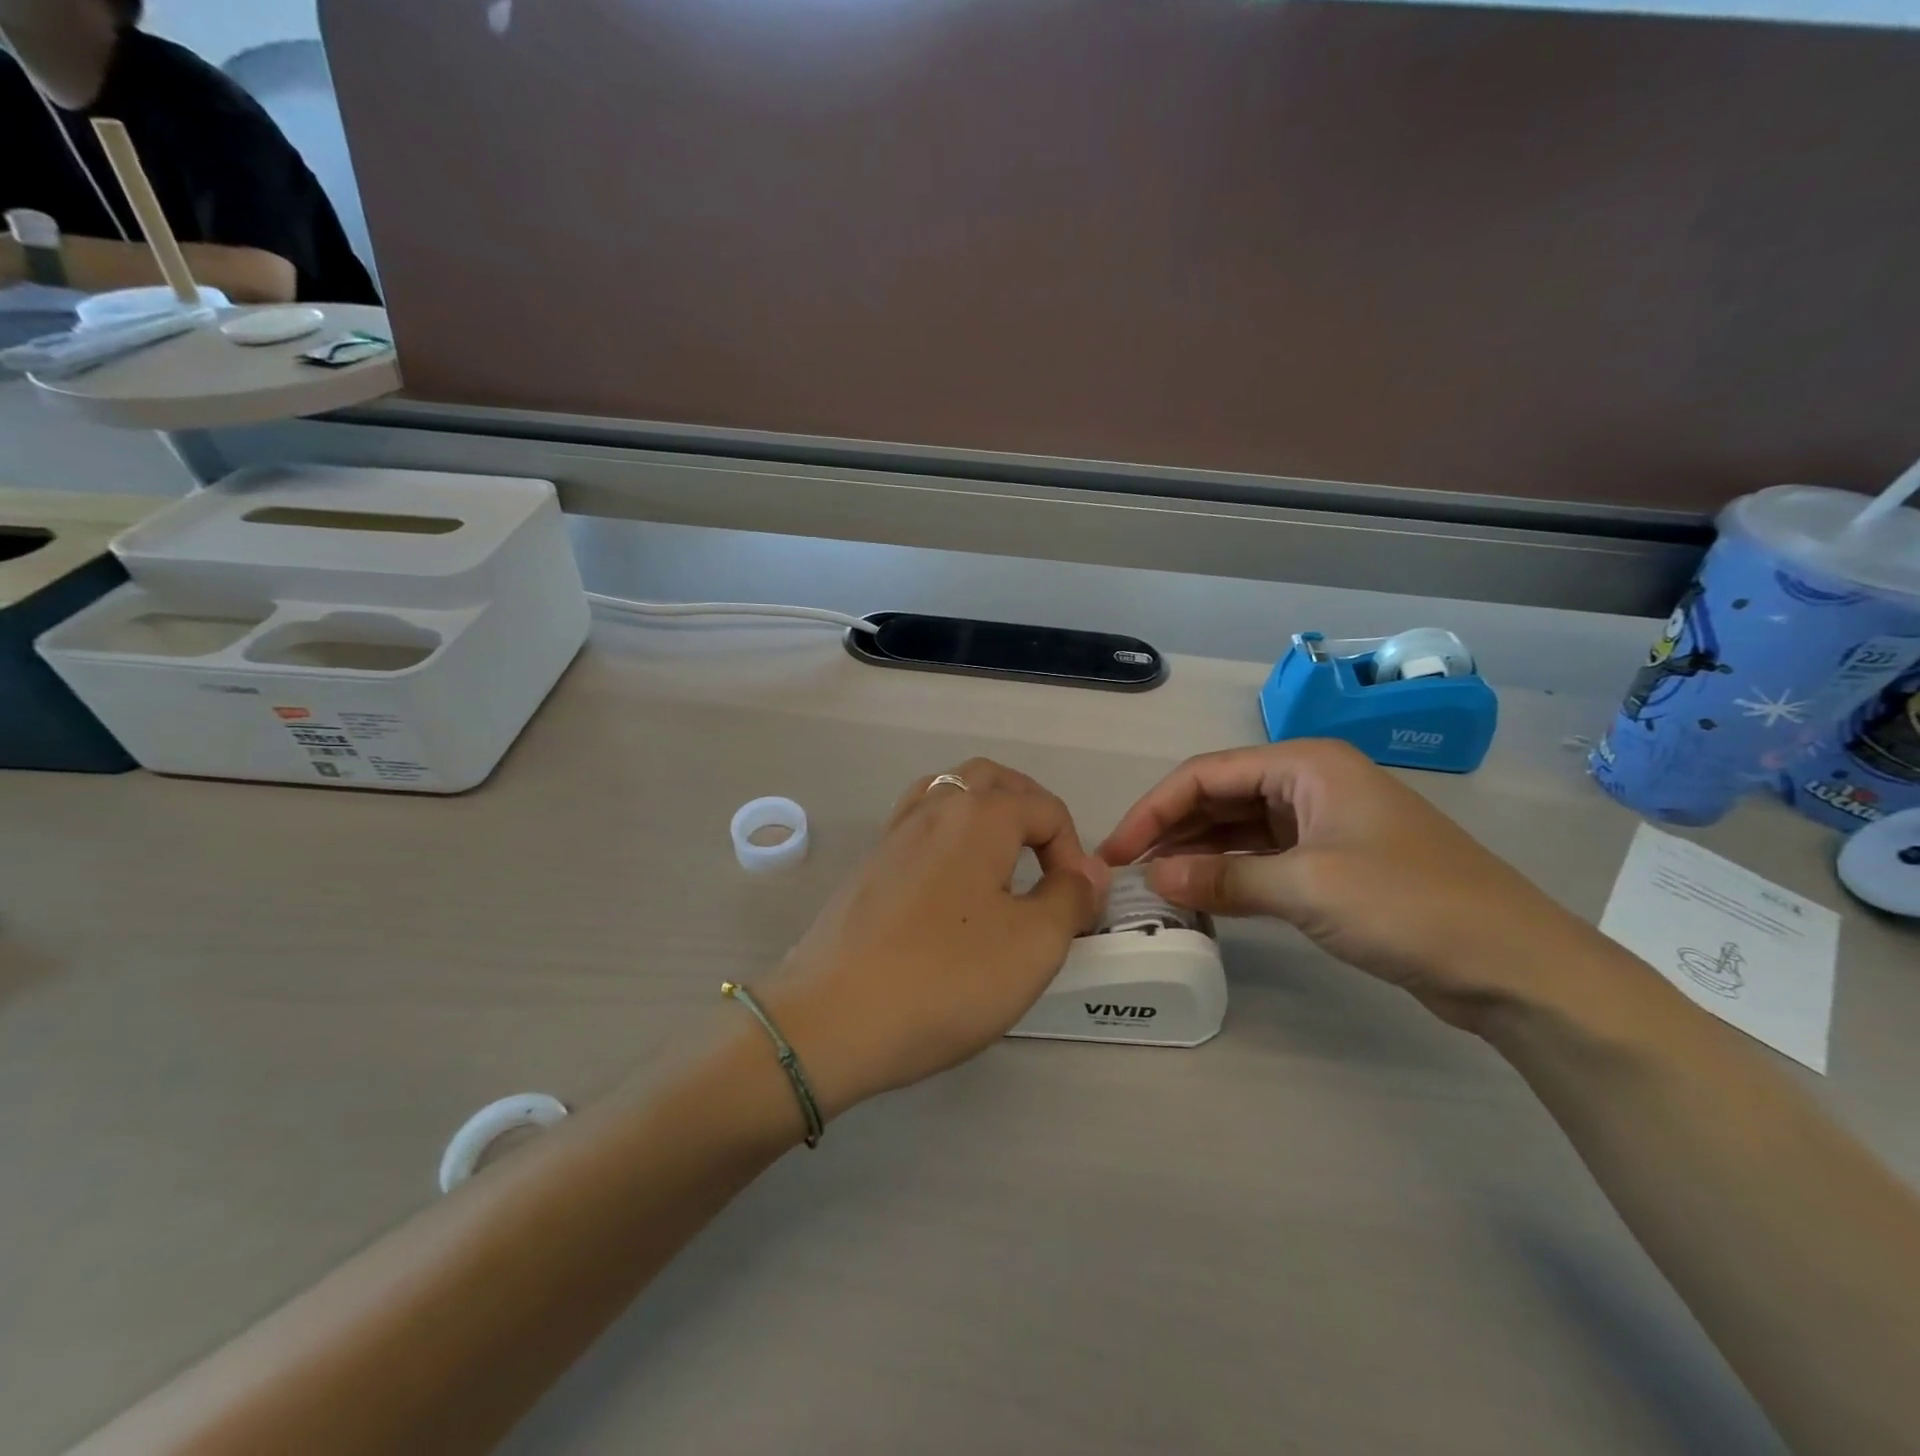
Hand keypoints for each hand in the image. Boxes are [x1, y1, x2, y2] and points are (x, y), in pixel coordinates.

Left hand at [762, 759, 1108, 1119]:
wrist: (831, 1018)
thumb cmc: (945, 978)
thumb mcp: (1032, 944)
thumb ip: (1070, 898)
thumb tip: (1085, 873)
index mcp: (978, 814)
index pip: (1045, 808)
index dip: (1074, 853)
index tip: (1076, 908)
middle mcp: (934, 808)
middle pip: (991, 780)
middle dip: (1030, 809)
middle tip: (1047, 860)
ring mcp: (893, 834)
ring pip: (949, 793)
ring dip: (986, 812)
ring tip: (1004, 859)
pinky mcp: (869, 865)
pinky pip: (920, 824)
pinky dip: (949, 833)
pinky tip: (954, 880)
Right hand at [1098, 739, 1608, 1030]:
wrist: (1516, 967)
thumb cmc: (1411, 907)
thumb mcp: (1307, 888)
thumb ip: (1223, 878)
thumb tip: (1153, 878)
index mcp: (1306, 765)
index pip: (1206, 775)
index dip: (1153, 810)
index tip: (1114, 850)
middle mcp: (1310, 784)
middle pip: (1219, 797)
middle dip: (1170, 830)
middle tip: (1126, 872)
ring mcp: (1322, 824)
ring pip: (1238, 829)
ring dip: (1196, 853)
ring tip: (1153, 885)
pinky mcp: (1332, 864)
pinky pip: (1262, 858)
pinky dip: (1228, 874)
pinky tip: (1200, 896)